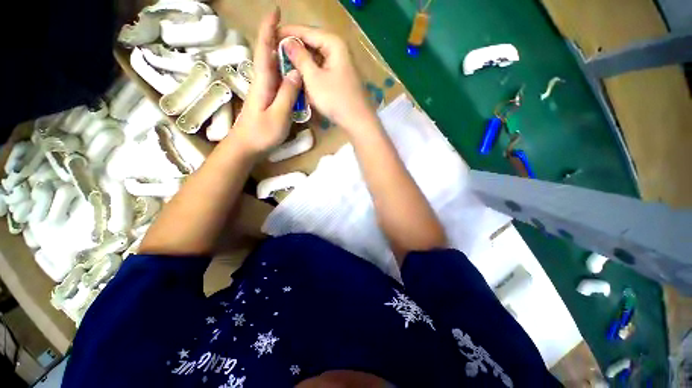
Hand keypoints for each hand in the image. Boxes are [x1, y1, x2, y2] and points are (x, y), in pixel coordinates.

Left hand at [228, 8, 301, 156]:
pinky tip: (294, 75)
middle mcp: (262, 82)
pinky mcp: (267, 100)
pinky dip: (285, 72)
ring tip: (298, 50)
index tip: (275, 11)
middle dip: (277, 38)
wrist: (246, 147)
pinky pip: (277, 80)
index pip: (264, 49)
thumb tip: (296, 73)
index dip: (268, 29)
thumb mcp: (278, 116)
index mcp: (263, 82)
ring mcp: (264, 91)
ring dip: (283, 55)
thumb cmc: (261, 134)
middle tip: (295, 31)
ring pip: (273, 67)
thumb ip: (287, 94)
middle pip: (268, 54)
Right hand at [278, 26, 374, 133]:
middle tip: (277, 55)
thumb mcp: (313, 78)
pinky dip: (312, 73)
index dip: (288, 33)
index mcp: (334, 44)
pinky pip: (323, 70)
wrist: (358, 121)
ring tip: (286, 66)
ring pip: (317, 58)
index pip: (307, 31)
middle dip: (295, 50)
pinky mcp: (341, 78)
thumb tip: (287, 42)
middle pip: (313, 44)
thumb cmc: (336, 99)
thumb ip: (299, 58)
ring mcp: (341, 65)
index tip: (271, 37)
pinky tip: (302, 79)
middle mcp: (339, 50)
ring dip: (303, 63)